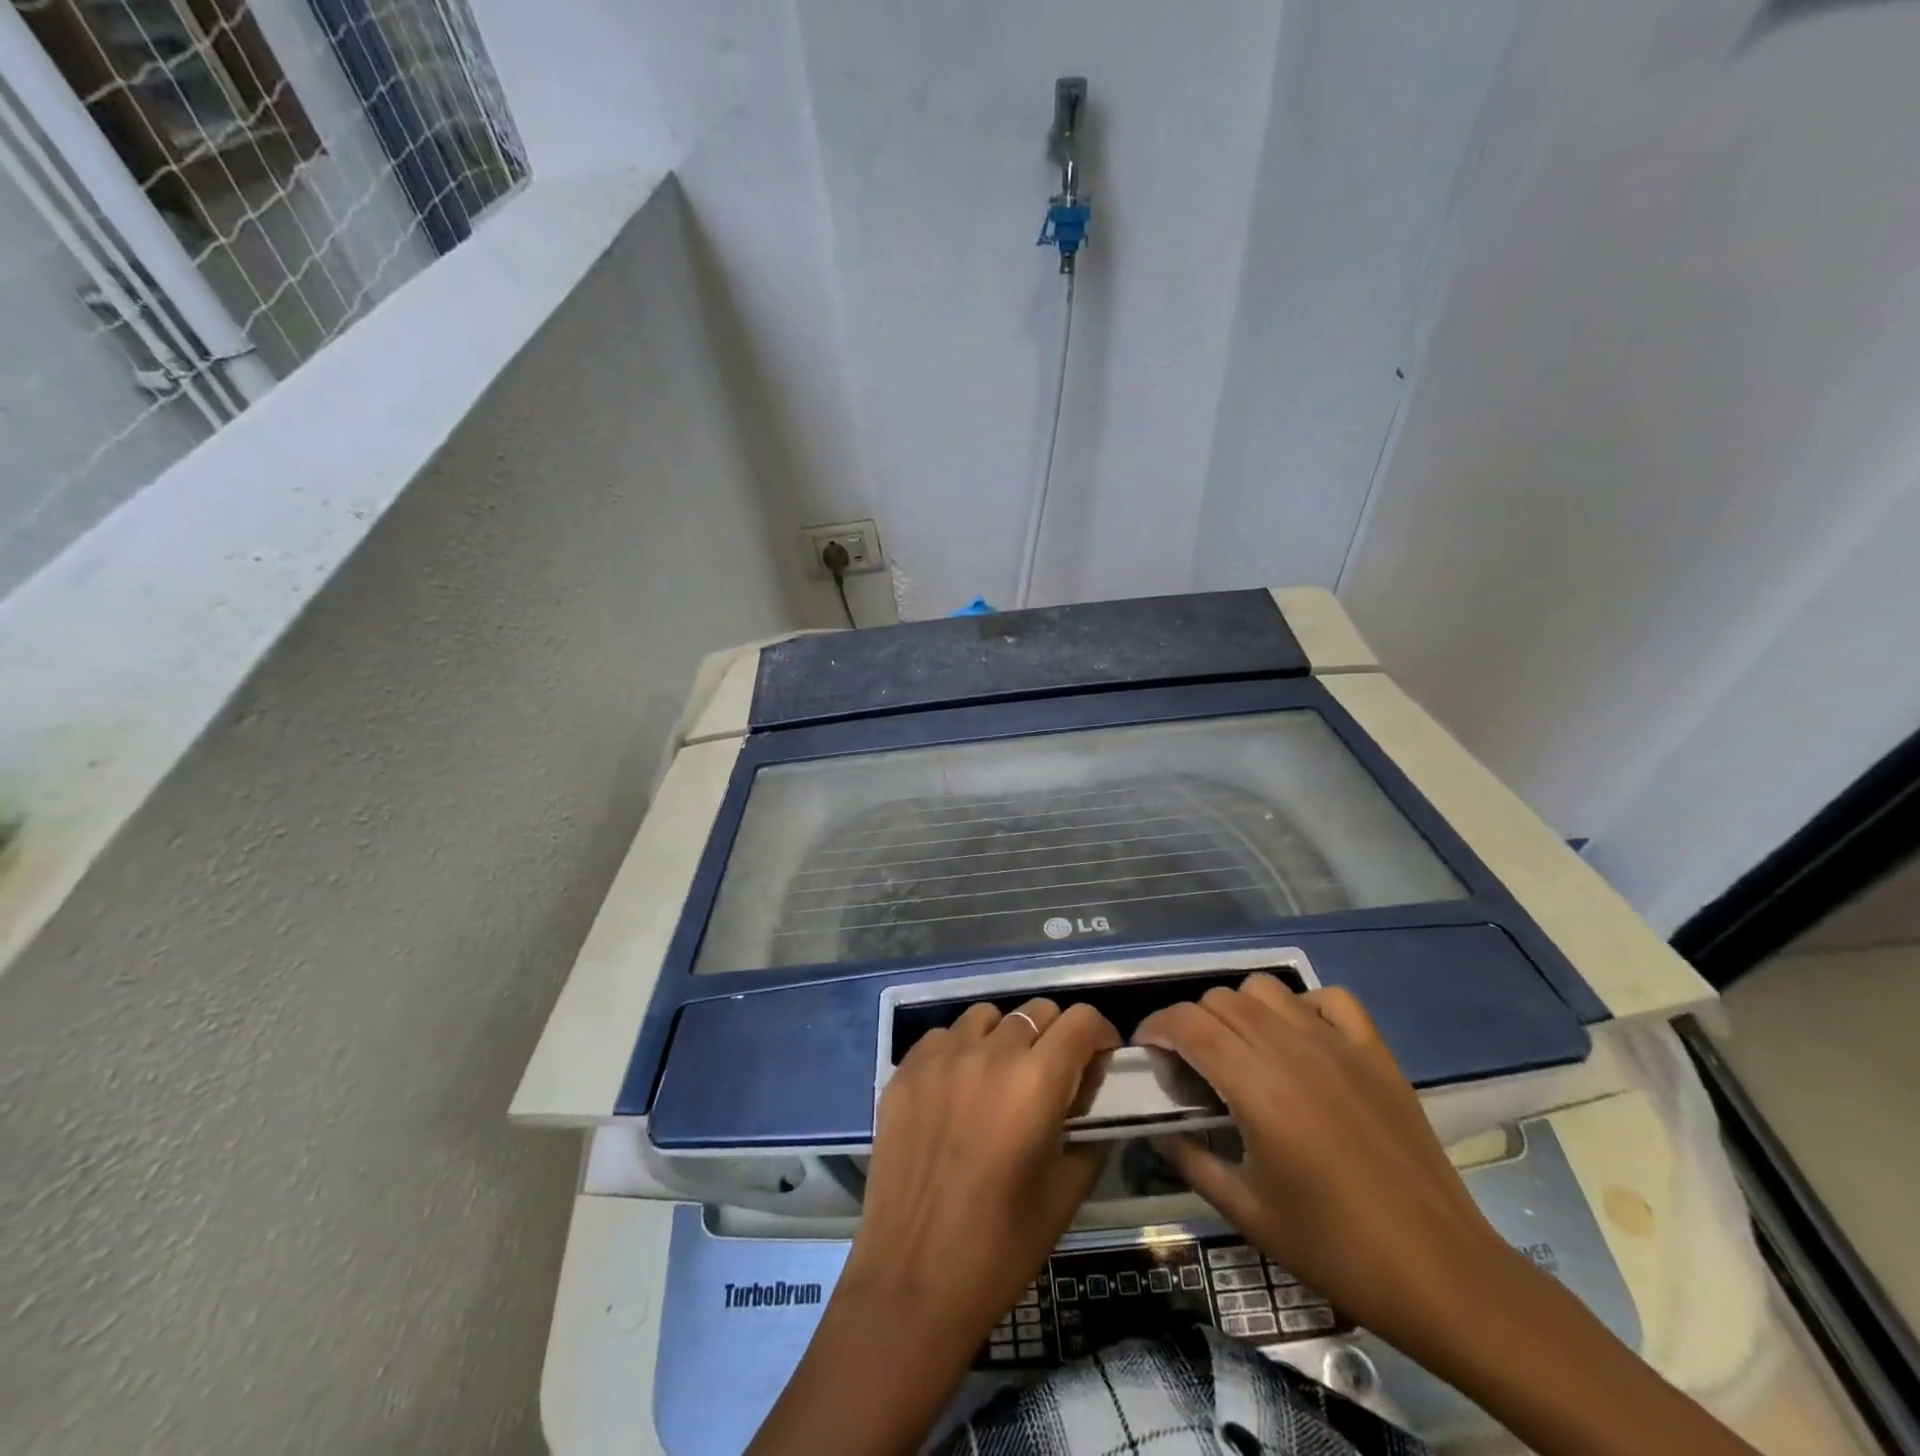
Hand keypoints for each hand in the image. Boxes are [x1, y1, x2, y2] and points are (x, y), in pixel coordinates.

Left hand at [749, 997, 1119, 1455]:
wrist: (914, 1279)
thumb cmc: (1002, 1246)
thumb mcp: (1067, 1190)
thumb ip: (1091, 1129)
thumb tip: (1092, 1093)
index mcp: (1036, 1081)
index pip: (1081, 1020)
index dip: (1099, 1036)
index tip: (1098, 1061)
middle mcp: (989, 1053)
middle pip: (1037, 1011)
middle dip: (1056, 1037)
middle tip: (1053, 1077)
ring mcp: (941, 1057)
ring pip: (987, 1016)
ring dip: (1005, 1036)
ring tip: (1002, 1077)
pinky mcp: (904, 1071)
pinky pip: (943, 1036)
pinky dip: (960, 1050)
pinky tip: (958, 1089)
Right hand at [1138, 975, 1760, 1455]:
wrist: (1443, 1274)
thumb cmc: (1336, 1248)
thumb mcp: (1247, 1212)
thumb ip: (1191, 1161)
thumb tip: (1158, 1129)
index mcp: (1255, 1083)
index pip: (1186, 1022)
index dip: (1156, 1028)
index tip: (1149, 1055)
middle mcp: (1290, 1046)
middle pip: (1220, 1000)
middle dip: (1192, 1024)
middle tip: (1192, 1068)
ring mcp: (1338, 1043)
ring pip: (1266, 988)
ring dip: (1240, 1010)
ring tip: (1242, 1052)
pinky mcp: (1375, 1051)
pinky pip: (1330, 998)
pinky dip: (1304, 1007)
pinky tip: (1301, 1041)